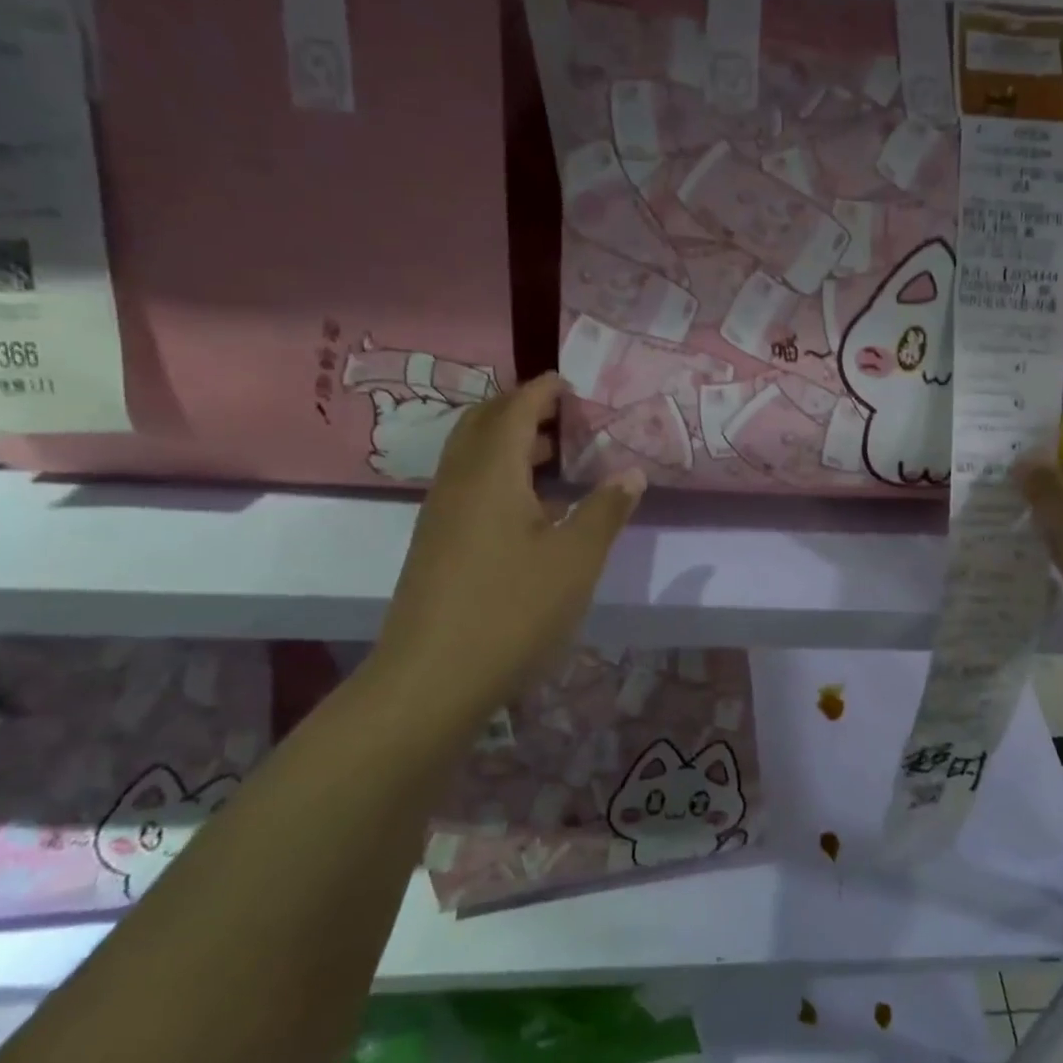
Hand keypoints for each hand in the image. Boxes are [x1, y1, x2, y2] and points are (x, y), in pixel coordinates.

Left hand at [365, 374, 644, 722]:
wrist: (431, 679)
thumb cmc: (512, 610)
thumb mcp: (575, 560)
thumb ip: (605, 510)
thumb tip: (631, 473)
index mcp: (491, 474)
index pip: (516, 410)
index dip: (543, 390)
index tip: (572, 383)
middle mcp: (459, 482)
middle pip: (484, 423)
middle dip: (522, 409)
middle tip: (566, 415)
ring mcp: (442, 513)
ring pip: (472, 455)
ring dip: (510, 442)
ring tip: (556, 456)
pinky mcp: (437, 543)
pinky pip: (468, 485)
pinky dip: (499, 474)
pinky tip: (531, 507)